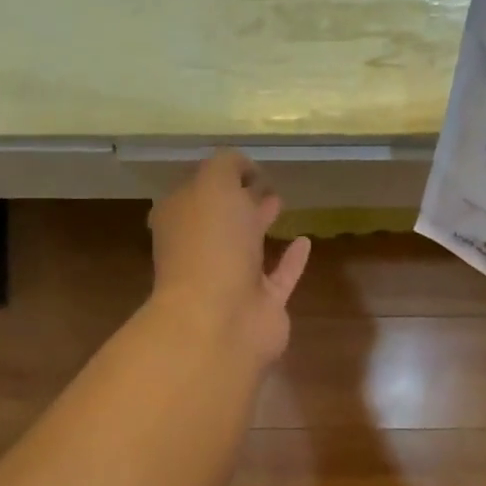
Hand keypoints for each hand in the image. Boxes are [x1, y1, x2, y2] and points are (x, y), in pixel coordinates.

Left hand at [148, 150, 311, 363]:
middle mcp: (200, 250)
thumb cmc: (210, 244)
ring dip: (260, 225)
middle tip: (264, 181)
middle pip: (220, 219)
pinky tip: (305, 241)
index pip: (196, 191)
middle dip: (238, 199)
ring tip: (280, 202)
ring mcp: (230, 280)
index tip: (247, 165)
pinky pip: (279, 276)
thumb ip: (227, 166)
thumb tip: (243, 167)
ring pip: (247, 247)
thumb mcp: (213, 184)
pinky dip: (291, 260)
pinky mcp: (261, 305)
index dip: (219, 176)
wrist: (220, 320)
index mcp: (180, 220)